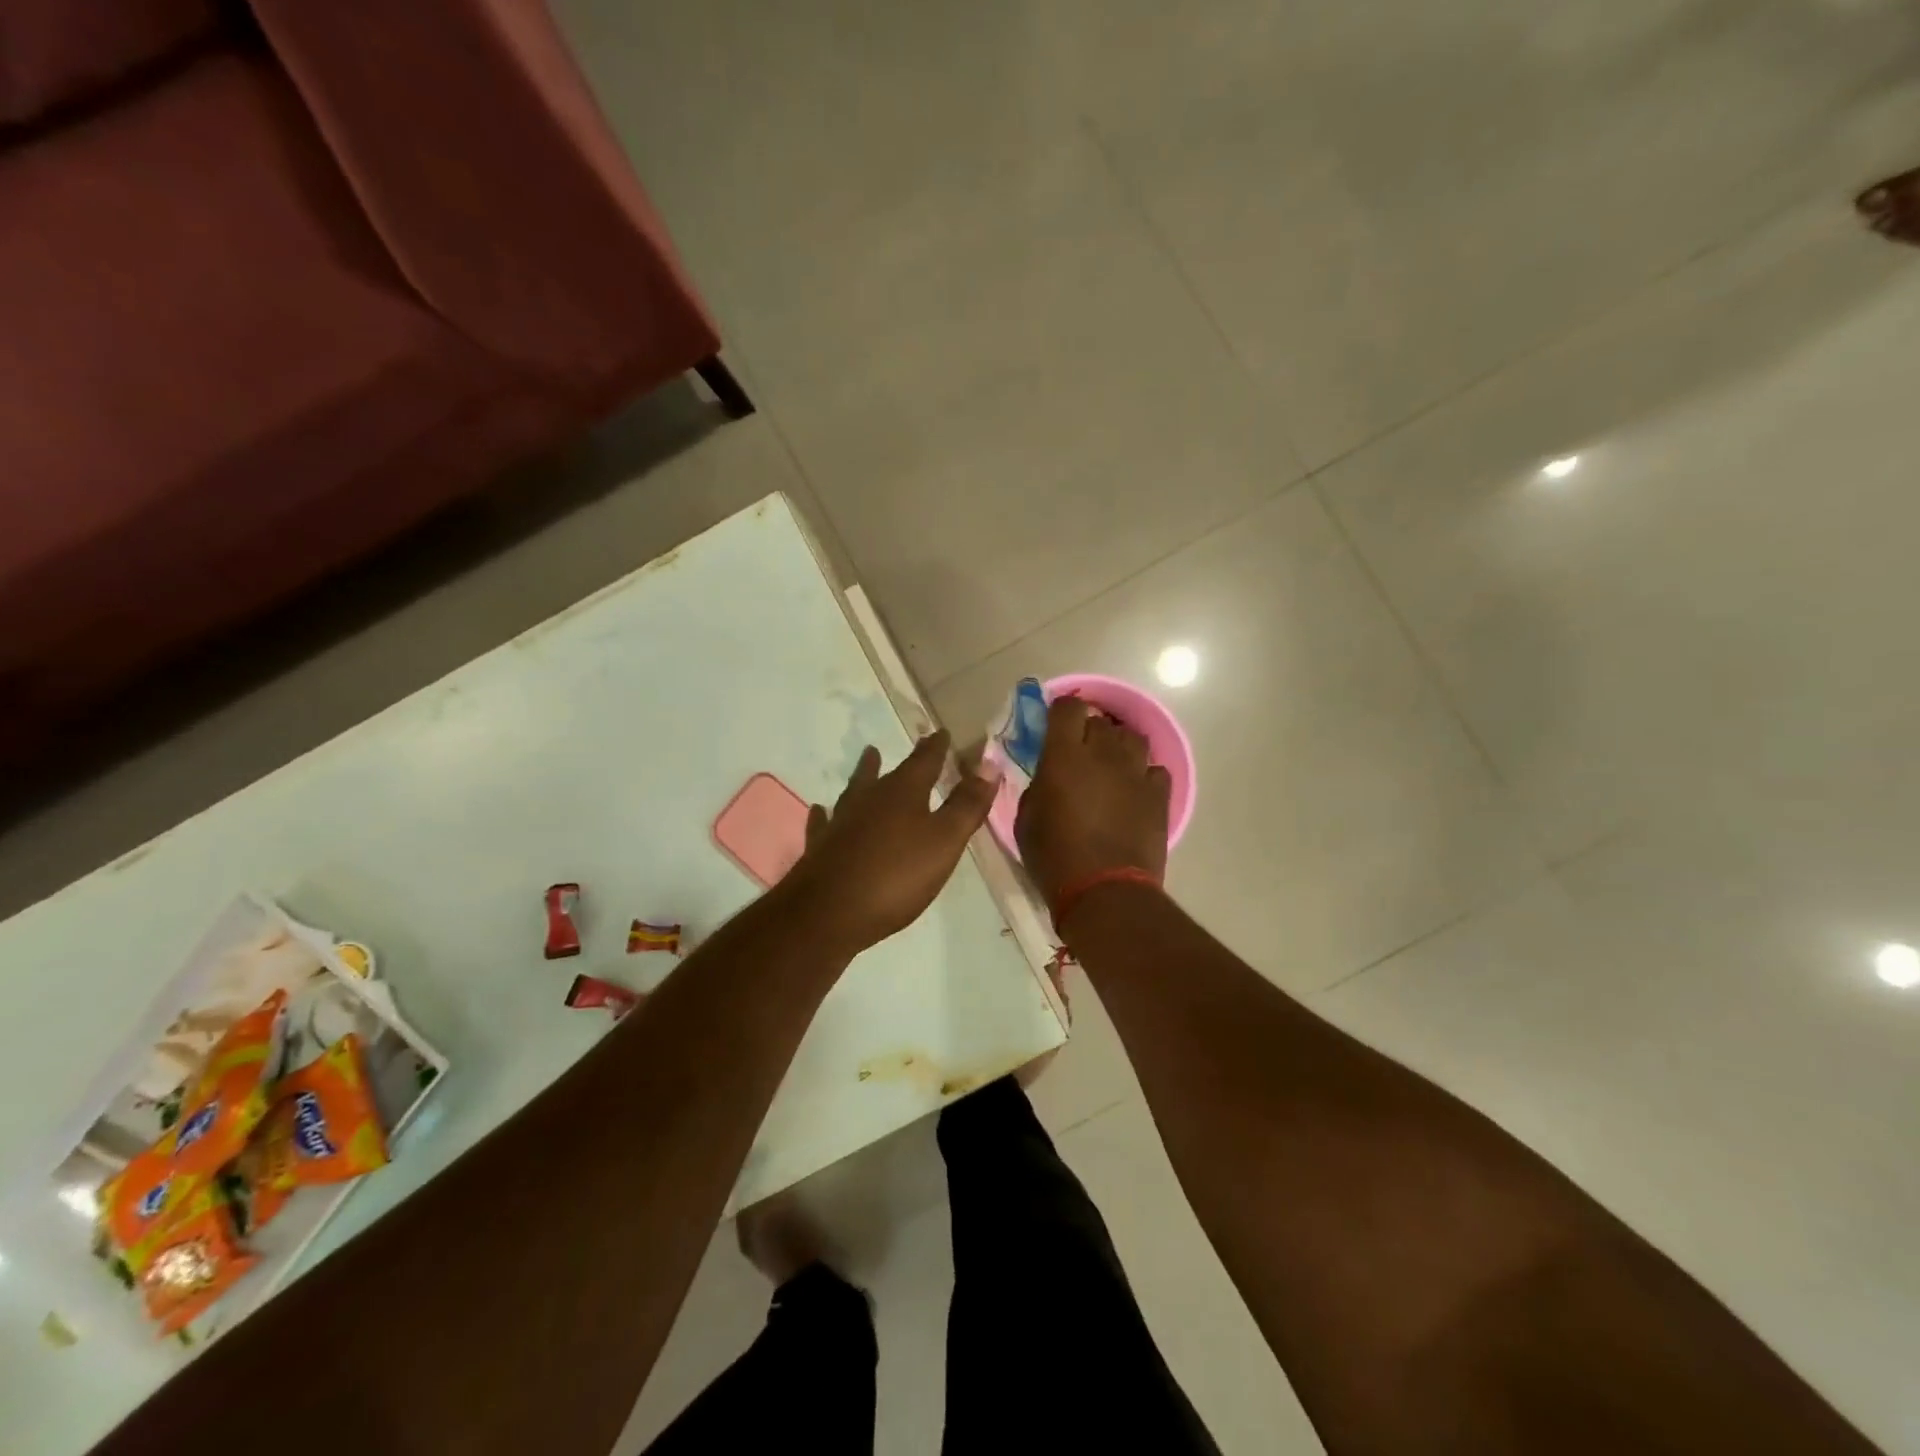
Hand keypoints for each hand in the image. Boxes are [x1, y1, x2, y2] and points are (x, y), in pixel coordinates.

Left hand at [783, 731, 997, 956]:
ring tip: (868, 757)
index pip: (924, 761)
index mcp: (903, 793)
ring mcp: (841, 822)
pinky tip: (821, 810)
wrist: (828, 912)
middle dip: (900, 761)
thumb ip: (967, 805)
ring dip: (864, 774)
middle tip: (910, 745)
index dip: (935, 748)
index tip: (940, 733)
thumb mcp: (944, 841)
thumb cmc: (895, 875)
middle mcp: (869, 799)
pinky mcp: (821, 848)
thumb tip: (989, 765)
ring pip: (855, 791)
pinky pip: (824, 822)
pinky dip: (826, 814)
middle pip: (887, 773)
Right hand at [1015, 696, 1169, 906]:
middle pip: (1100, 721)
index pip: (1067, 708)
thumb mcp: (1026, 818)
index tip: (1054, 726)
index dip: (1060, 712)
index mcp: (1065, 755)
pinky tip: (1134, 790)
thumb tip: (1049, 774)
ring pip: (1132, 738)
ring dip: (1118, 747)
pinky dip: (1143, 774)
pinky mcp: (1159, 795)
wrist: (1105, 892)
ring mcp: (1136, 772)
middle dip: (1088, 731)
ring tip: (1110, 767)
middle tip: (1079, 754)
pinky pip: (1154, 769)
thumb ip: (1038, 784)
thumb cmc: (1055, 858)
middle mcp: (1103, 753)